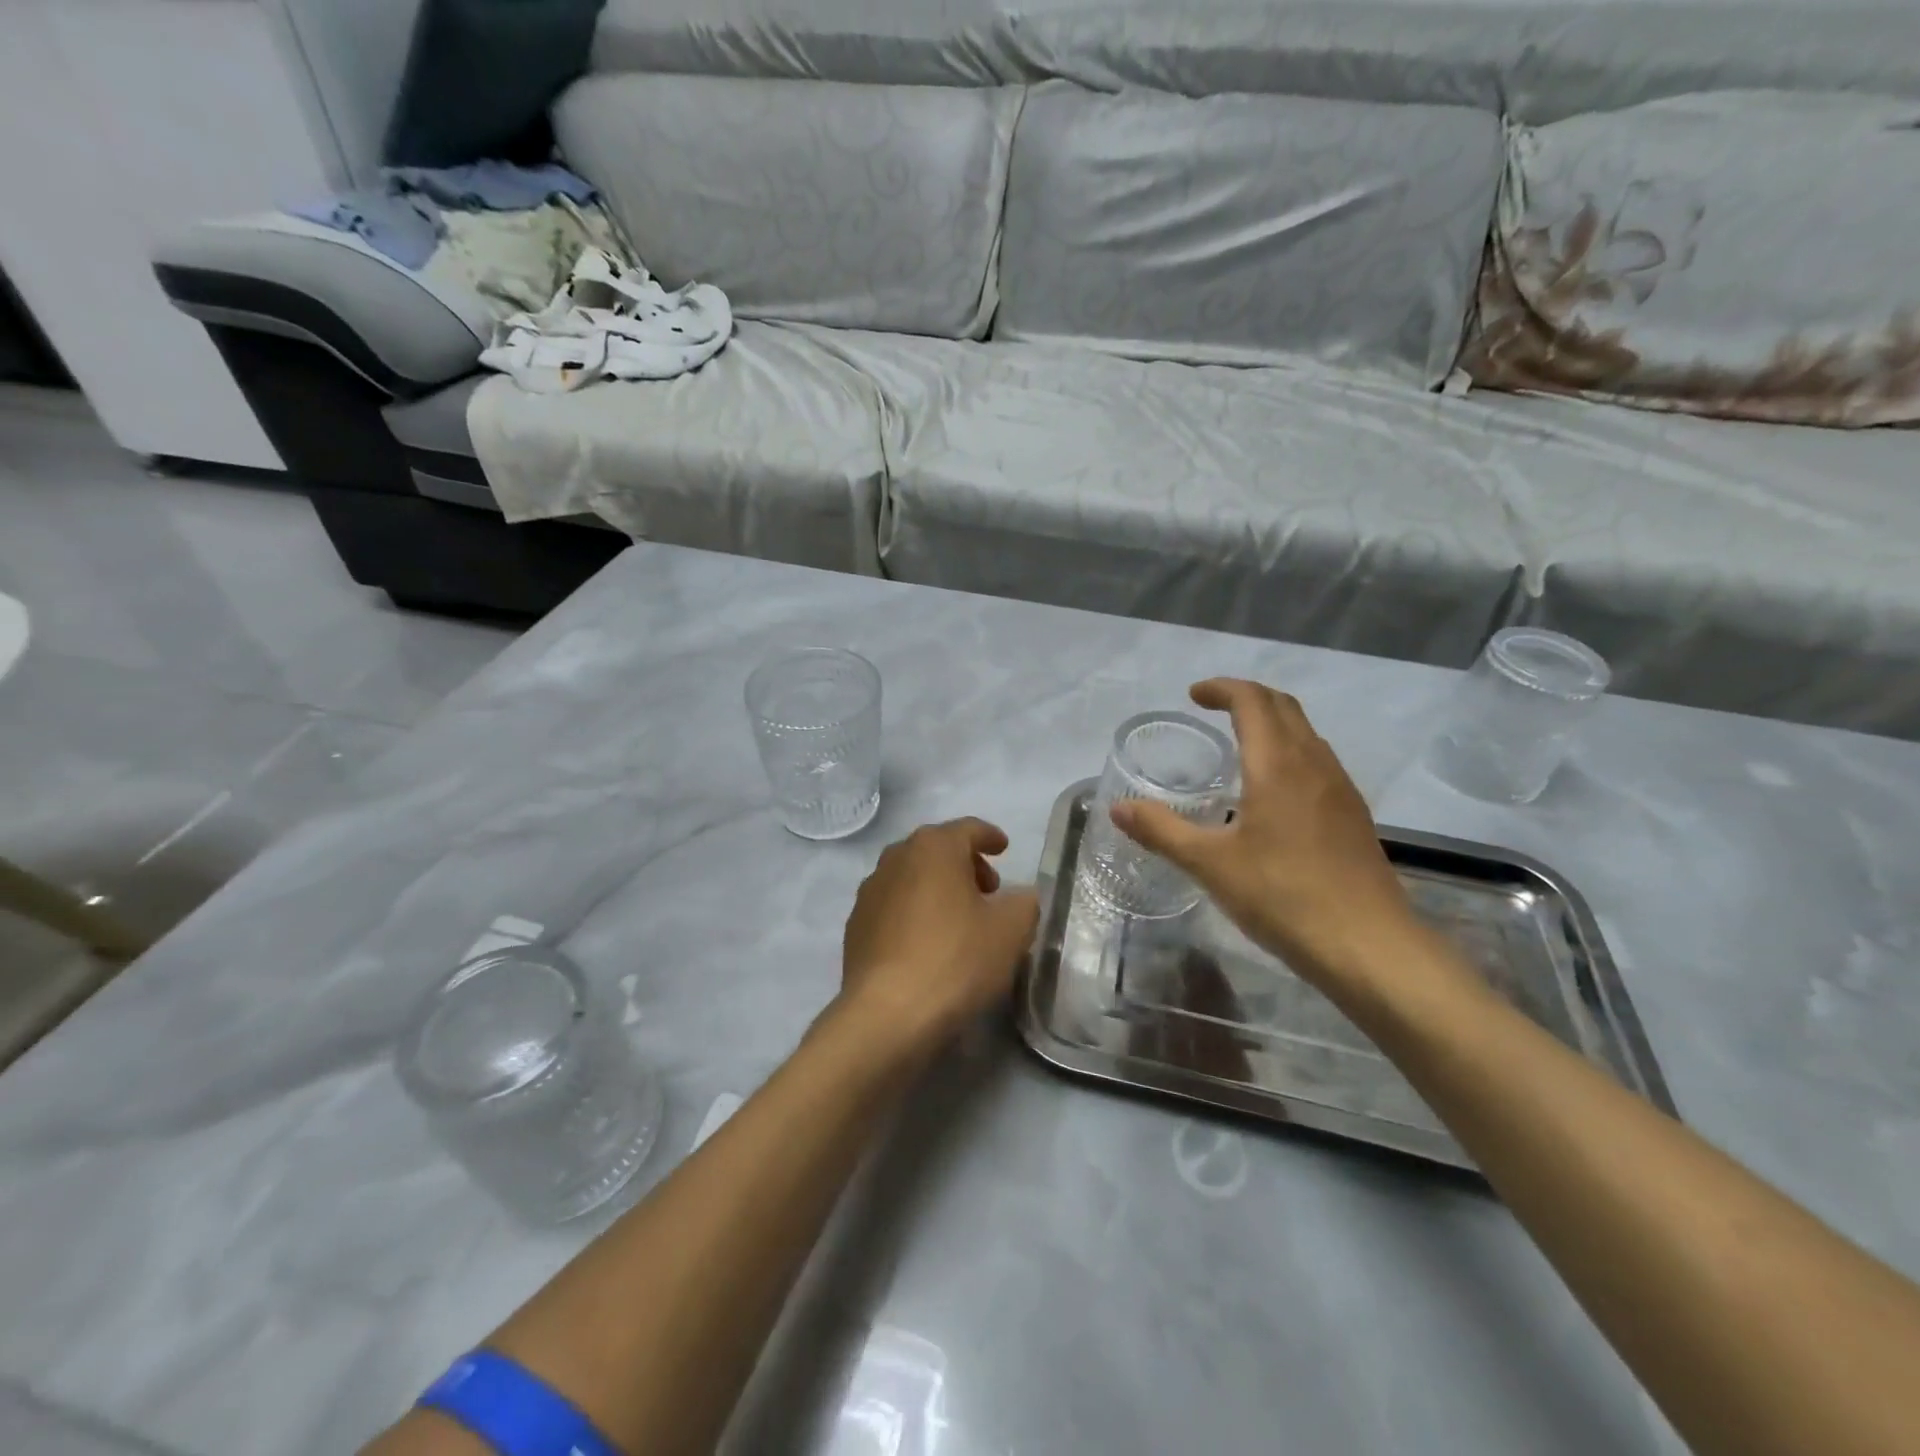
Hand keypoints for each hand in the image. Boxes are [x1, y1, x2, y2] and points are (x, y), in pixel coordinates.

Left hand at [837, 818, 1039, 1053]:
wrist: (888, 1014)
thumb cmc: (956, 959)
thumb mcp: (1011, 930)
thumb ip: (1024, 902)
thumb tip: (1019, 897)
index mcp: (933, 846)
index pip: (968, 829)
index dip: (990, 837)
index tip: (1004, 849)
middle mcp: (896, 858)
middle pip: (937, 850)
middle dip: (965, 864)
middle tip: (989, 891)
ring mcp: (869, 892)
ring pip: (912, 877)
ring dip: (937, 889)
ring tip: (959, 919)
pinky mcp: (855, 926)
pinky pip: (893, 907)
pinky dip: (914, 913)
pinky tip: (927, 943)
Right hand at [1110, 680, 1431, 994]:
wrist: (1369, 946)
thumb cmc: (1283, 896)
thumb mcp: (1210, 864)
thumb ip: (1161, 830)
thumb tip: (1118, 808)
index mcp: (1278, 765)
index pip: (1253, 701)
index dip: (1222, 689)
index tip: (1193, 696)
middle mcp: (1314, 764)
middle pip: (1284, 707)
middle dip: (1248, 697)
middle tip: (1213, 709)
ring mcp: (1340, 789)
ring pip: (1306, 734)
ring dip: (1273, 724)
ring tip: (1239, 745)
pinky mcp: (1353, 816)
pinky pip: (1318, 762)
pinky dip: (1290, 753)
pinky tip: (1273, 793)